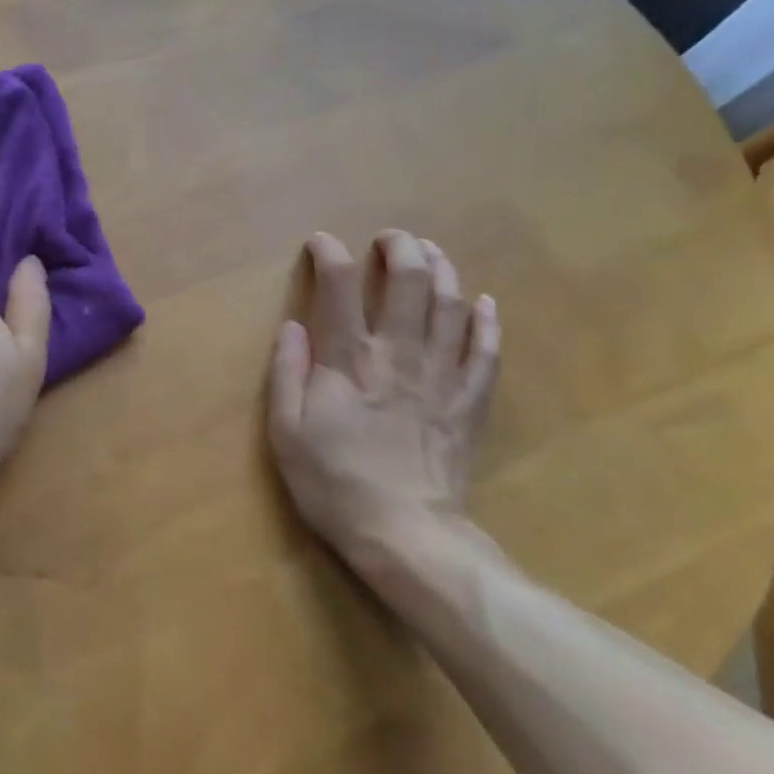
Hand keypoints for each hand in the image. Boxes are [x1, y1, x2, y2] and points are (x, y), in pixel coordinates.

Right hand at [268, 230, 499, 572]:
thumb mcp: (286, 433)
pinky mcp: (470, 402)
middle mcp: (398, 354)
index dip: (329, 254)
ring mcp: (441, 376)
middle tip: (388, 239)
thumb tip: (293, 326)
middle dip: (399, 248)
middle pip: (408, 281)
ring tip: (431, 251)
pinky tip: (483, 302)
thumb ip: (287, 373)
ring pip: (451, 305)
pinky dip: (487, 321)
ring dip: (442, 269)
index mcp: (349, 361)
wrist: (404, 534)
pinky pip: (486, 351)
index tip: (320, 244)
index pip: (340, 286)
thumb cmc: (334, 483)